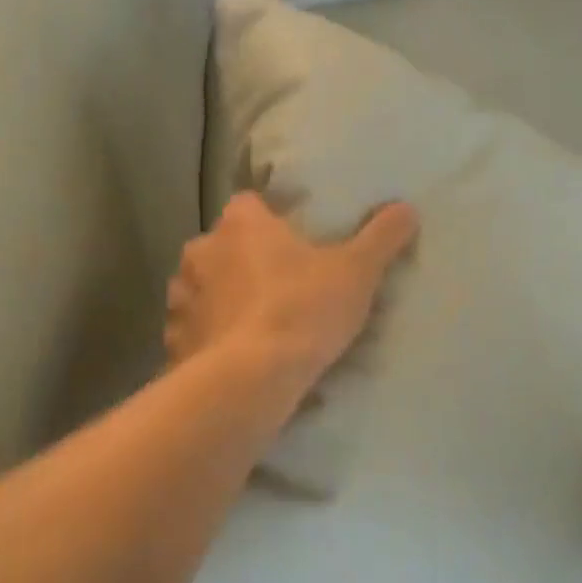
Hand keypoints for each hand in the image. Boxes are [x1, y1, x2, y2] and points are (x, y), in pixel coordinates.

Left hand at [166, 193, 419, 390]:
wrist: (252, 378)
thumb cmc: (303, 310)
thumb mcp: (356, 272)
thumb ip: (381, 237)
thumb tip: (407, 207)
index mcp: (241, 224)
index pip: (249, 204)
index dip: (268, 220)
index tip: (290, 241)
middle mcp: (201, 250)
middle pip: (222, 246)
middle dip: (242, 261)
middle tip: (276, 286)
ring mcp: (182, 296)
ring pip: (202, 287)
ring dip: (220, 298)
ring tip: (251, 324)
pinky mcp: (174, 339)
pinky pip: (191, 329)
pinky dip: (207, 337)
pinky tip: (230, 356)